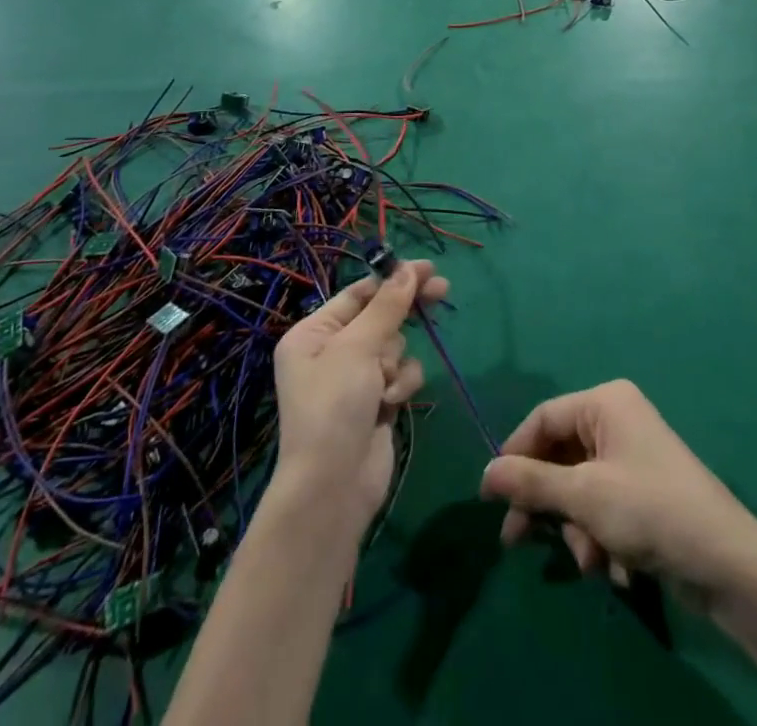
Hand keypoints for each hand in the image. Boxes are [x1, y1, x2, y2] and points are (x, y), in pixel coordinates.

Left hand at [273, 261, 448, 539]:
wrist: (333, 488)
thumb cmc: (334, 407)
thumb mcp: (357, 348)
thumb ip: (387, 307)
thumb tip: (408, 270)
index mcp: (313, 333)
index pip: (359, 294)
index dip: (393, 279)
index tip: (426, 268)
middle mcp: (331, 352)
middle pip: (380, 316)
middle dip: (406, 310)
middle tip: (443, 290)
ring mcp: (355, 379)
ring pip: (395, 346)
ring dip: (396, 361)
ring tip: (383, 385)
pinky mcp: (376, 402)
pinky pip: (400, 374)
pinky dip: (401, 385)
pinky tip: (390, 404)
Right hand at [480, 380, 756, 600]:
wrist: (726, 563)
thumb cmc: (649, 510)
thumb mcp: (583, 497)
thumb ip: (531, 483)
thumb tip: (485, 472)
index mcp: (605, 402)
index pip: (544, 418)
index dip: (514, 455)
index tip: (491, 497)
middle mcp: (617, 420)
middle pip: (560, 456)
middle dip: (547, 504)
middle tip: (517, 541)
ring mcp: (632, 457)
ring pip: (579, 489)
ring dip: (578, 530)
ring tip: (592, 562)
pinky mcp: (644, 493)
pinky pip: (603, 507)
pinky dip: (602, 538)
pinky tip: (618, 569)